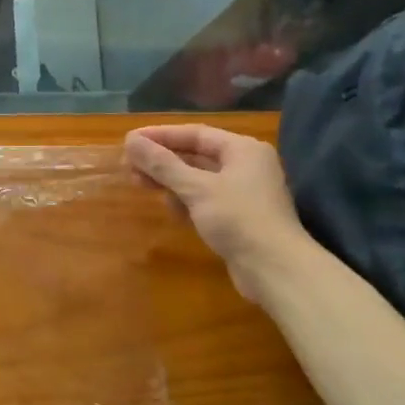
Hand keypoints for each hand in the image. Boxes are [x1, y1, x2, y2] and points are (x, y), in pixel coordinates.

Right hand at [124, 124, 311, 299]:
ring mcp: (243, 194)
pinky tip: (167, 207)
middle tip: (128, 165)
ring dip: (170, 181)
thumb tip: (130, 141)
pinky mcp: (238, 218)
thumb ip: (162, 164)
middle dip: (162, 160)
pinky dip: (184, 200)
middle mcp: (246, 166)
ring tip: (139, 184)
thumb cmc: (238, 219)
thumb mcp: (196, 188)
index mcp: (243, 150)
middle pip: (196, 155)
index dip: (161, 135)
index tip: (130, 140)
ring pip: (198, 179)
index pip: (195, 133)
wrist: (276, 270)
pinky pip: (205, 200)